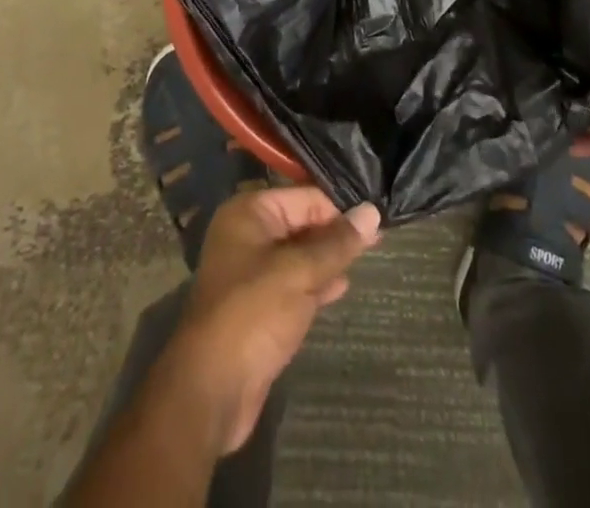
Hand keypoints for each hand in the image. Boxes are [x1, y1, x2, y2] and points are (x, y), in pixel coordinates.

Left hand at [158, 187, 381, 454]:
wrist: (210, 392)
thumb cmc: (252, 315)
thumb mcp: (299, 272)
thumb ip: (337, 243)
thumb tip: (372, 212)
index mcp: (249, 213)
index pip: (306, 198)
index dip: (340, 209)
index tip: (377, 219)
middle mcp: (248, 235)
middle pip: (302, 224)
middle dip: (336, 233)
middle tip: (379, 238)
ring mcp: (252, 273)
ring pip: (300, 256)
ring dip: (328, 259)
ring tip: (368, 258)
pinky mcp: (259, 306)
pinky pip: (294, 284)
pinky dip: (316, 283)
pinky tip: (342, 286)